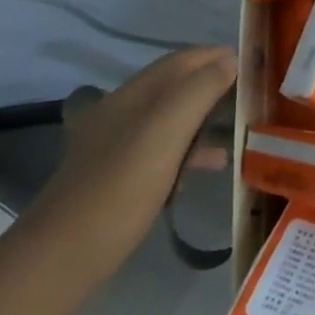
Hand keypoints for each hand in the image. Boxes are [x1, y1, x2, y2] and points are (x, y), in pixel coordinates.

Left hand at [23, 45, 235, 285]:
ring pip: (170, 120)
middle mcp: (121, 113)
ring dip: (204, 118)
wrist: (62, 258)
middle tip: (249, 95)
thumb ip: (199, 91)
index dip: (215, 55)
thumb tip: (229, 60)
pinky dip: (189, 151)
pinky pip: (162, 151)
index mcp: (131, 95)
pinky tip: (208, 167)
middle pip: (175, 87)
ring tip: (237, 128)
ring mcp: (116, 147)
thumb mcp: (165, 131)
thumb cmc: (120, 187)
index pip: (180, 61)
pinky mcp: (118, 178)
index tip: (252, 62)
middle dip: (212, 85)